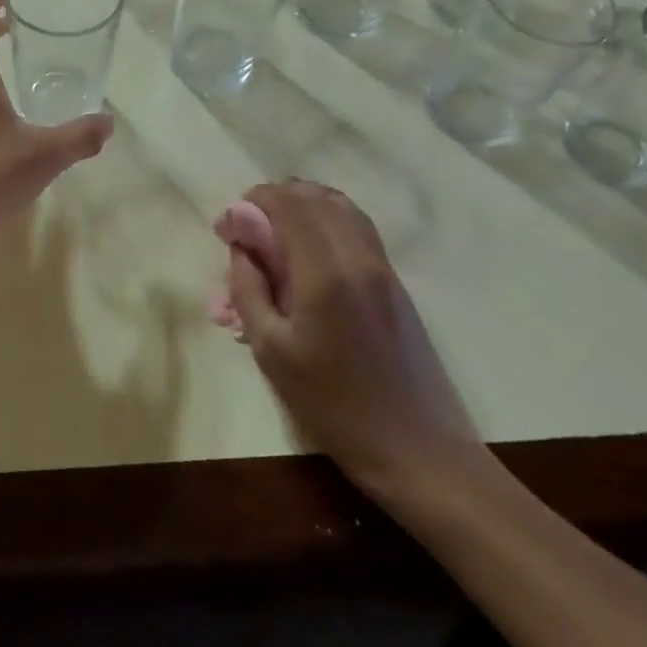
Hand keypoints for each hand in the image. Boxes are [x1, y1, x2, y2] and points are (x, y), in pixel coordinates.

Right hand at [225, 180, 486, 504]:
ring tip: (275, 230)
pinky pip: (357, 227)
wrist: (418, 449)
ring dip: (303, 205)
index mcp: (324, 273)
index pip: (287, 205)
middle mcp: (357, 257)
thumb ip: (249, 288)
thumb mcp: (271, 352)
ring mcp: (382, 266)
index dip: (253, 202)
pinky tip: (308, 247)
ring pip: (340, 206)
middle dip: (274, 199)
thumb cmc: (333, 405)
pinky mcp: (395, 281)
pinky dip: (327, 220)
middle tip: (248, 228)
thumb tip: (240, 245)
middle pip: (314, 197)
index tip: (229, 225)